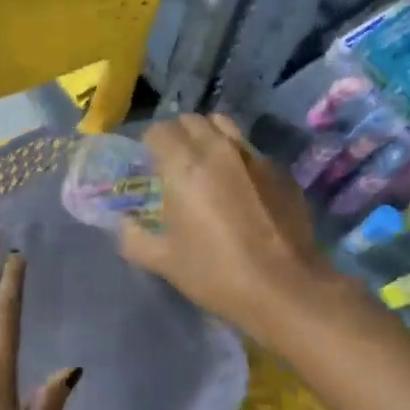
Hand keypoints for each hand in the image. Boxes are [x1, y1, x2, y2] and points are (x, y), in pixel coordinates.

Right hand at [119, 114, 334, 346]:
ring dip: (209, 136)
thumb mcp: (165, 262)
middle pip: (191, 120)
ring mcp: (254, 156)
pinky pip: (250, 150)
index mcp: (184, 165)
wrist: (286, 288)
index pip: (158, 131)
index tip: (148, 166)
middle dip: (178, 135)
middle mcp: (218, 149)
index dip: (149, 145)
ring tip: (206, 164)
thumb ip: (134, 238)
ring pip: (224, 126)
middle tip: (174, 163)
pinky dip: (238, 158)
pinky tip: (240, 188)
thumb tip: (124, 224)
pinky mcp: (280, 170)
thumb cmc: (217, 273)